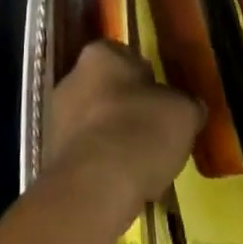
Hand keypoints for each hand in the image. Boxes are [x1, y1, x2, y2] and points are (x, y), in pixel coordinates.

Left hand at [43, 41, 201, 217]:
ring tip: (142, 167)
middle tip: (155, 135)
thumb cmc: (140, 132)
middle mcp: (72, 77)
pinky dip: (102, 166)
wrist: (94, 189)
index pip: (128, 58)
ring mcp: (57, 118)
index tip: (165, 104)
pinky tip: (123, 186)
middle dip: (128, 110)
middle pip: (108, 90)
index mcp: (100, 54)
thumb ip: (187, 105)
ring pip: (95, 123)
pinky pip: (85, 154)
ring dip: (114, 139)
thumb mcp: (183, 114)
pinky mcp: (51, 156)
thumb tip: (190, 108)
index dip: (149, 80)